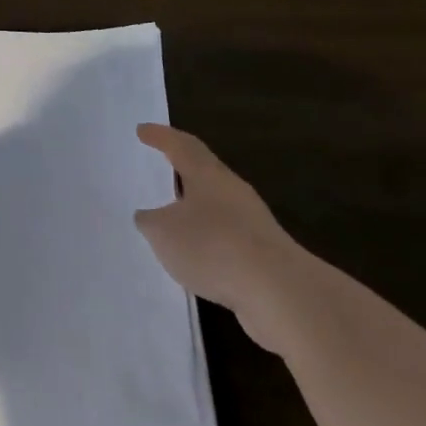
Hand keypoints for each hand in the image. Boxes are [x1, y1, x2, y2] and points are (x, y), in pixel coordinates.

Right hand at [133, 123, 309, 354]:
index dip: (160, 136)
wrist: (282, 294)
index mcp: (207, 175)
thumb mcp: (162, 232)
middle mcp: (233, 190)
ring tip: (172, 217)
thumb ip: (149, 221)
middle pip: (204, 171)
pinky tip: (196, 256)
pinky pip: (227, 236)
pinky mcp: (265, 254)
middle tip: (160, 167)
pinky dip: (208, 238)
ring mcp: (254, 222)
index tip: (142, 130)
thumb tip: (149, 217)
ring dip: (195, 207)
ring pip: (217, 204)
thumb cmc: (213, 247)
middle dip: (181, 168)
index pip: (181, 145)